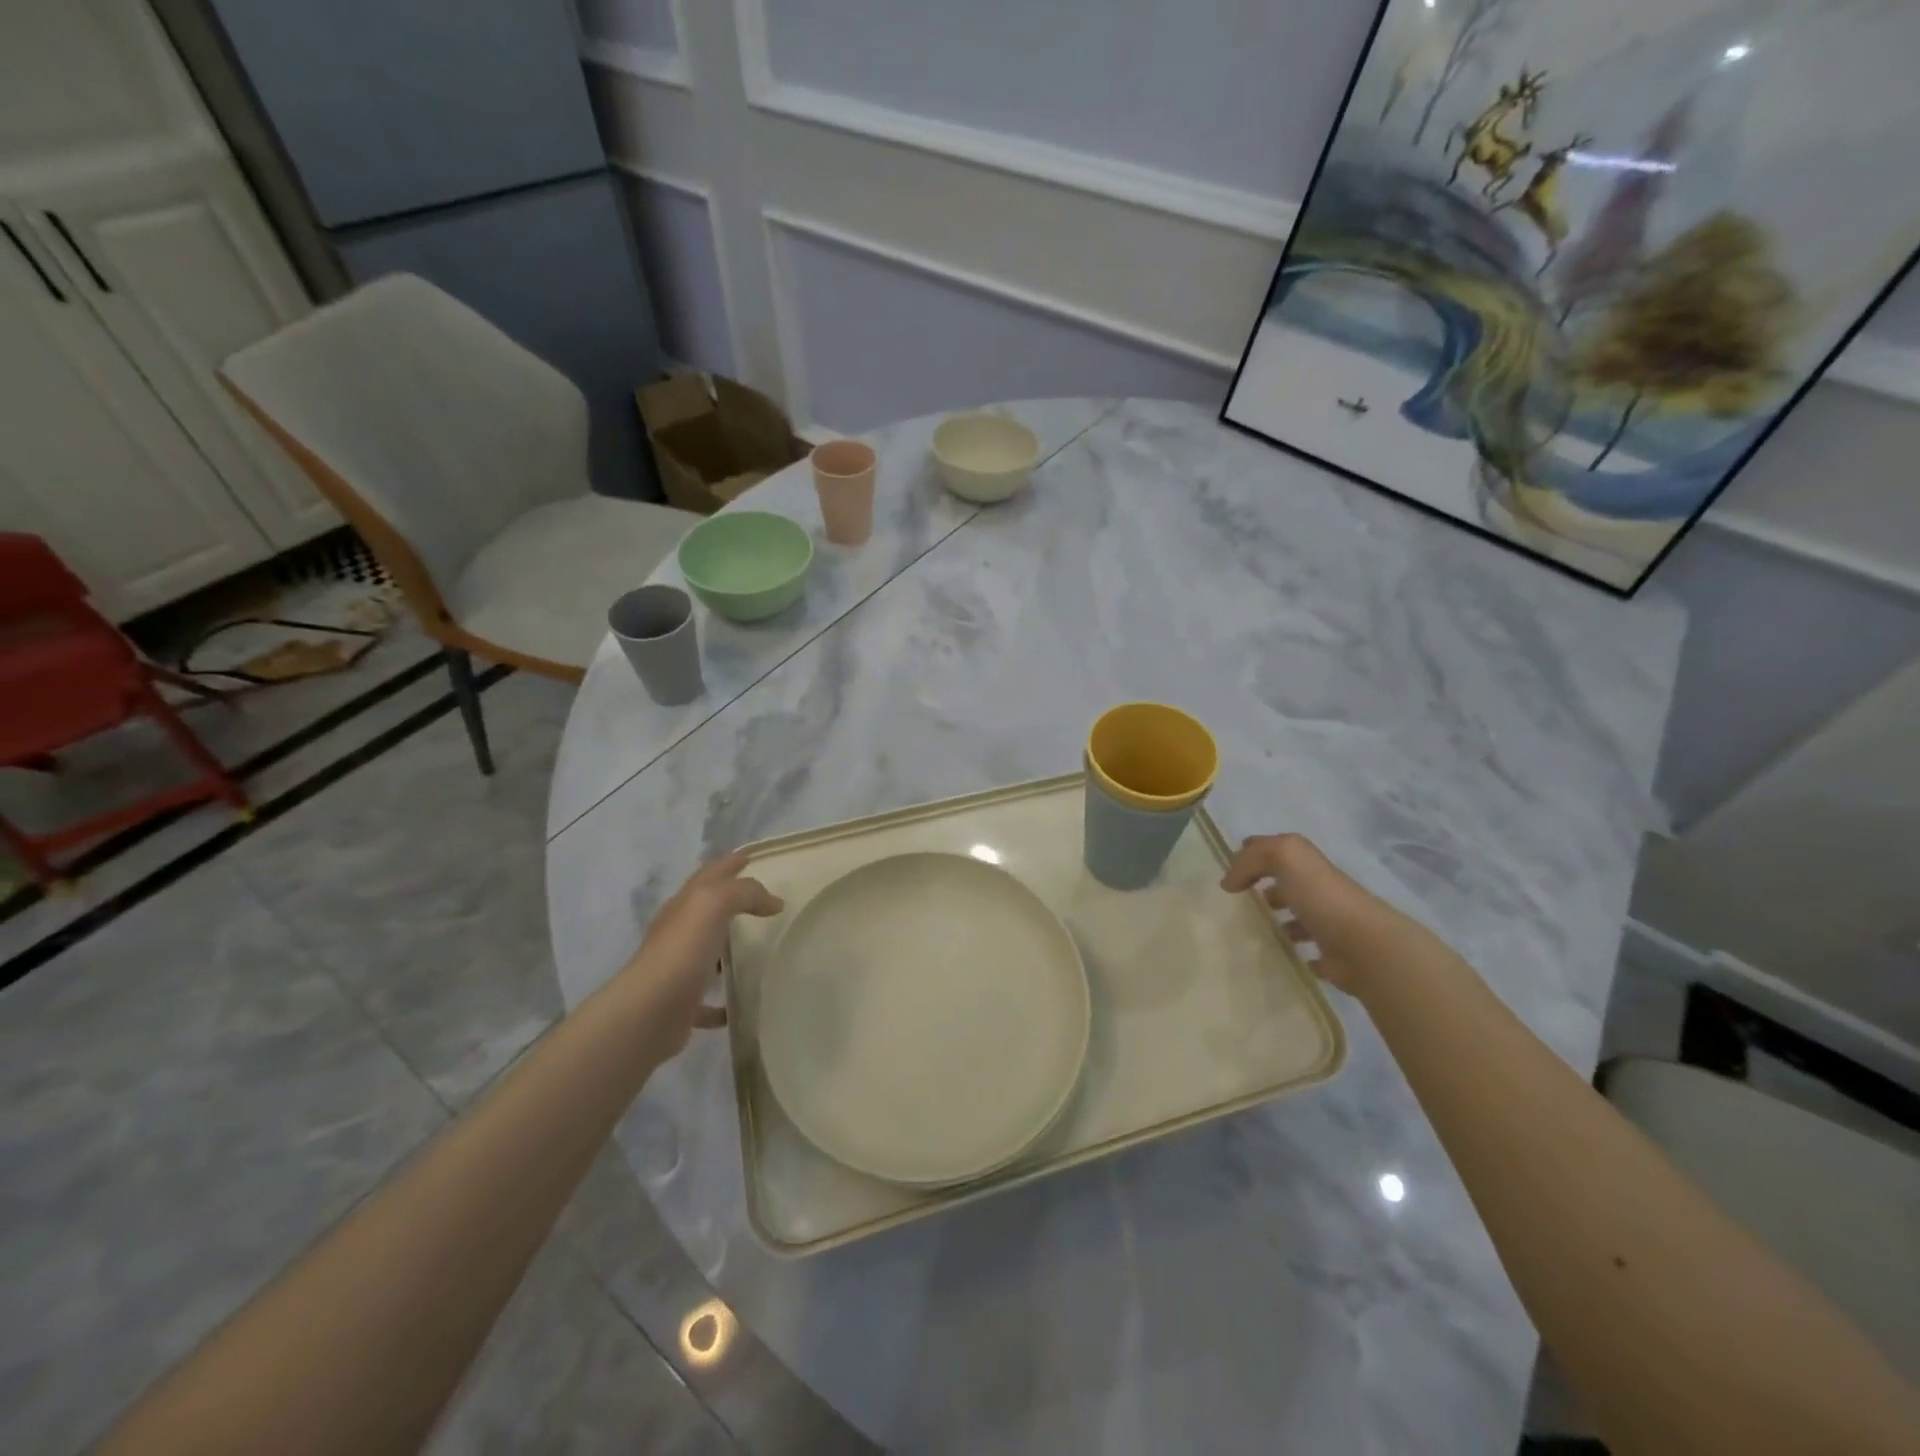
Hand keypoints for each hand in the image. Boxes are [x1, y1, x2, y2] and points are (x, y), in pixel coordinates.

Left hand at [619, 851, 783, 1059]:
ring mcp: (678, 969)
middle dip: (729, 900)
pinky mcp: (682, 1004)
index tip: (751, 857)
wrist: (648, 1014)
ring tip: (756, 947)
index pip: (710, 874)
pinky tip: (739, 1003)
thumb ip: (744, 893)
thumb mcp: (713, 904)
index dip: (730, 863)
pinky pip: (707, 1000)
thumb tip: (773, 902)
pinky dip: (722, 1001)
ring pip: (705, 951)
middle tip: (760, 899)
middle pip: (705, 910)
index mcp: (684, 906)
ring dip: (726, 948)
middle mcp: (678, 933)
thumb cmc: (681, 951)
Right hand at [1220, 833, 1411, 996]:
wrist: (1364, 947)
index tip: (1229, 872)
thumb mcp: (1284, 857)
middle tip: (1238, 902)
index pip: (1277, 851)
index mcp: (1308, 866)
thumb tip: (1229, 882)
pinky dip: (1297, 953)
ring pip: (1299, 919)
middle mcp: (1320, 891)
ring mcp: (1329, 924)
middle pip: (1289, 884)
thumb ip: (1252, 859)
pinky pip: (1309, 953)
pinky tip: (1279, 956)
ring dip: (1280, 922)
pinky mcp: (1333, 956)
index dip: (1254, 854)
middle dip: (1266, 888)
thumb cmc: (1321, 897)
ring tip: (1252, 931)